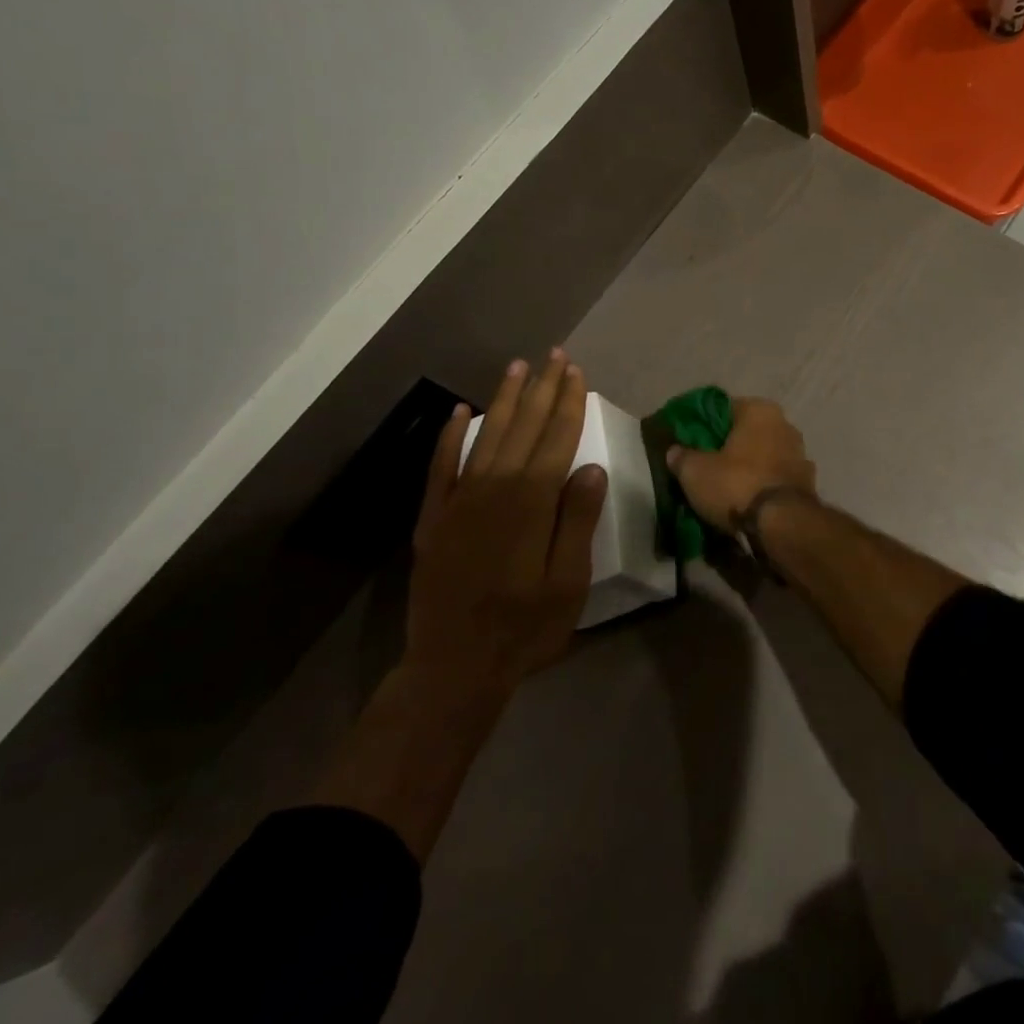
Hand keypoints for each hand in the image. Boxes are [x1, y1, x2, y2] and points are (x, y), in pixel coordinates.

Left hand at [405, 351, 607, 700]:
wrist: (452, 667)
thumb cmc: (523, 628)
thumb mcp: (567, 582)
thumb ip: (577, 521)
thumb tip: (590, 468)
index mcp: (531, 502)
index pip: (556, 438)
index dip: (568, 403)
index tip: (576, 373)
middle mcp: (494, 489)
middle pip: (524, 427)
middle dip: (542, 389)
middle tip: (554, 355)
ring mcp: (458, 500)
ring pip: (486, 436)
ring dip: (503, 399)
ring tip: (517, 368)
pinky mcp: (433, 517)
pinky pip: (441, 465)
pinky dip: (450, 436)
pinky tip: (458, 412)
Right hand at [666, 396, 815, 529]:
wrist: (782, 525)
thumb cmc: (736, 484)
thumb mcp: (695, 471)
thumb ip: (682, 457)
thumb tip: (675, 451)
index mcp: (760, 410)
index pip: (725, 409)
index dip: (704, 425)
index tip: (689, 442)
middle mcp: (786, 425)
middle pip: (747, 433)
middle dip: (729, 448)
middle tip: (705, 466)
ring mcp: (801, 455)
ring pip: (764, 457)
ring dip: (749, 469)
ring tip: (725, 489)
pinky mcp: (808, 485)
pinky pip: (775, 481)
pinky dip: (763, 488)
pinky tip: (747, 503)